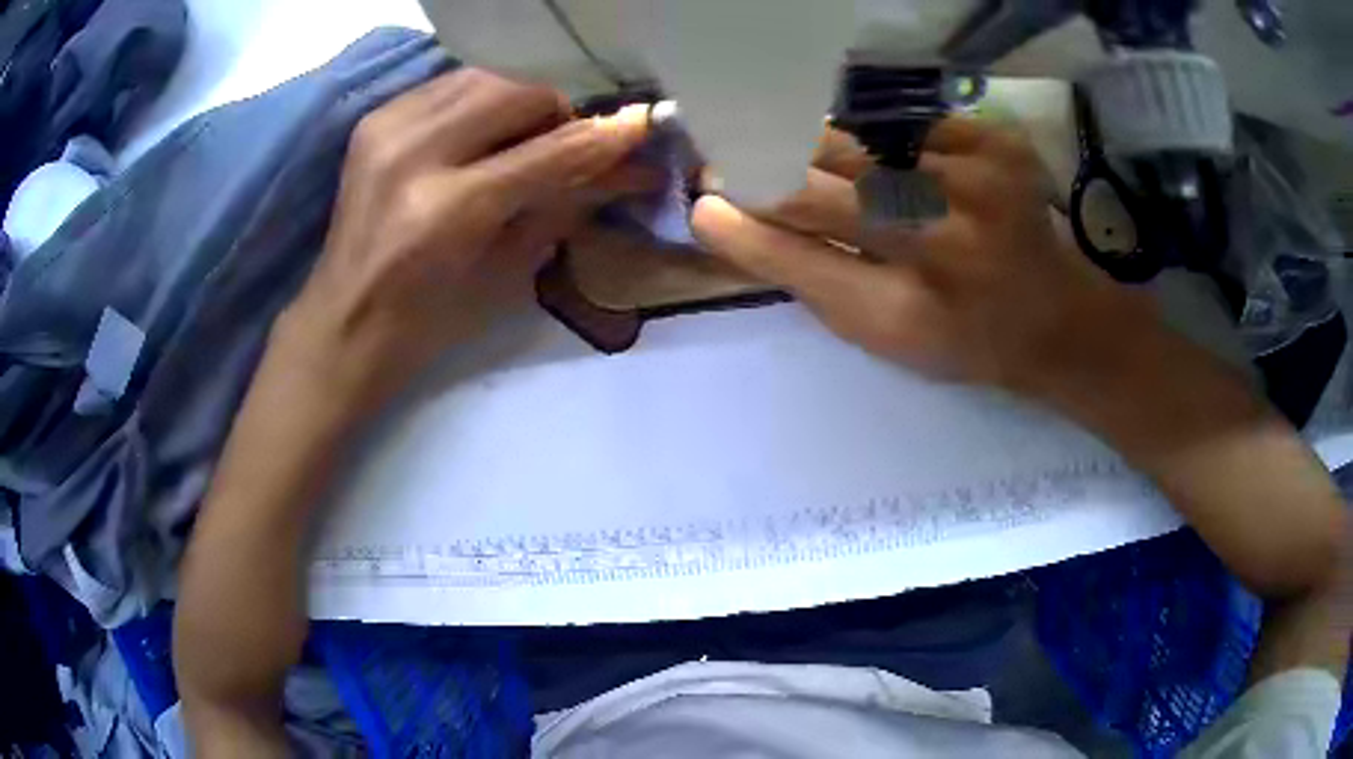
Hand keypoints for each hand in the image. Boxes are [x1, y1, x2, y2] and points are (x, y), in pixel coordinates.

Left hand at [277, 69, 650, 415]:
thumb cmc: (430, 319)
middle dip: (558, 112)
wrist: (346, 319)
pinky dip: (480, 99)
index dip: (605, 138)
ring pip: (485, 77)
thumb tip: (629, 168)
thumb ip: (566, 205)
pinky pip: (449, 84)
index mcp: (448, 210)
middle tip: (570, 143)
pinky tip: (482, 132)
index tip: (643, 128)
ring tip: (526, 136)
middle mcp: (414, 154)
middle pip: (516, 93)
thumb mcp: (507, 272)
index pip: (550, 152)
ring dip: (520, 100)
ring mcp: (387, 129)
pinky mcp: (374, 119)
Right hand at [691, 117, 1156, 400]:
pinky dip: (875, 132)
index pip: (798, 257)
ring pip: (857, 143)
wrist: (1054, 315)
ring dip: (812, 143)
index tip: (705, 203)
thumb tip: (731, 220)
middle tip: (733, 160)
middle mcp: (946, 244)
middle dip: (766, 170)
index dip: (743, 225)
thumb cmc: (961, 338)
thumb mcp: (882, 338)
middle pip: (823, 187)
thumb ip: (810, 278)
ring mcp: (978, 183)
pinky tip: (873, 147)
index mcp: (910, 313)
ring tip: (789, 143)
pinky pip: (904, 122)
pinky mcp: (997, 142)